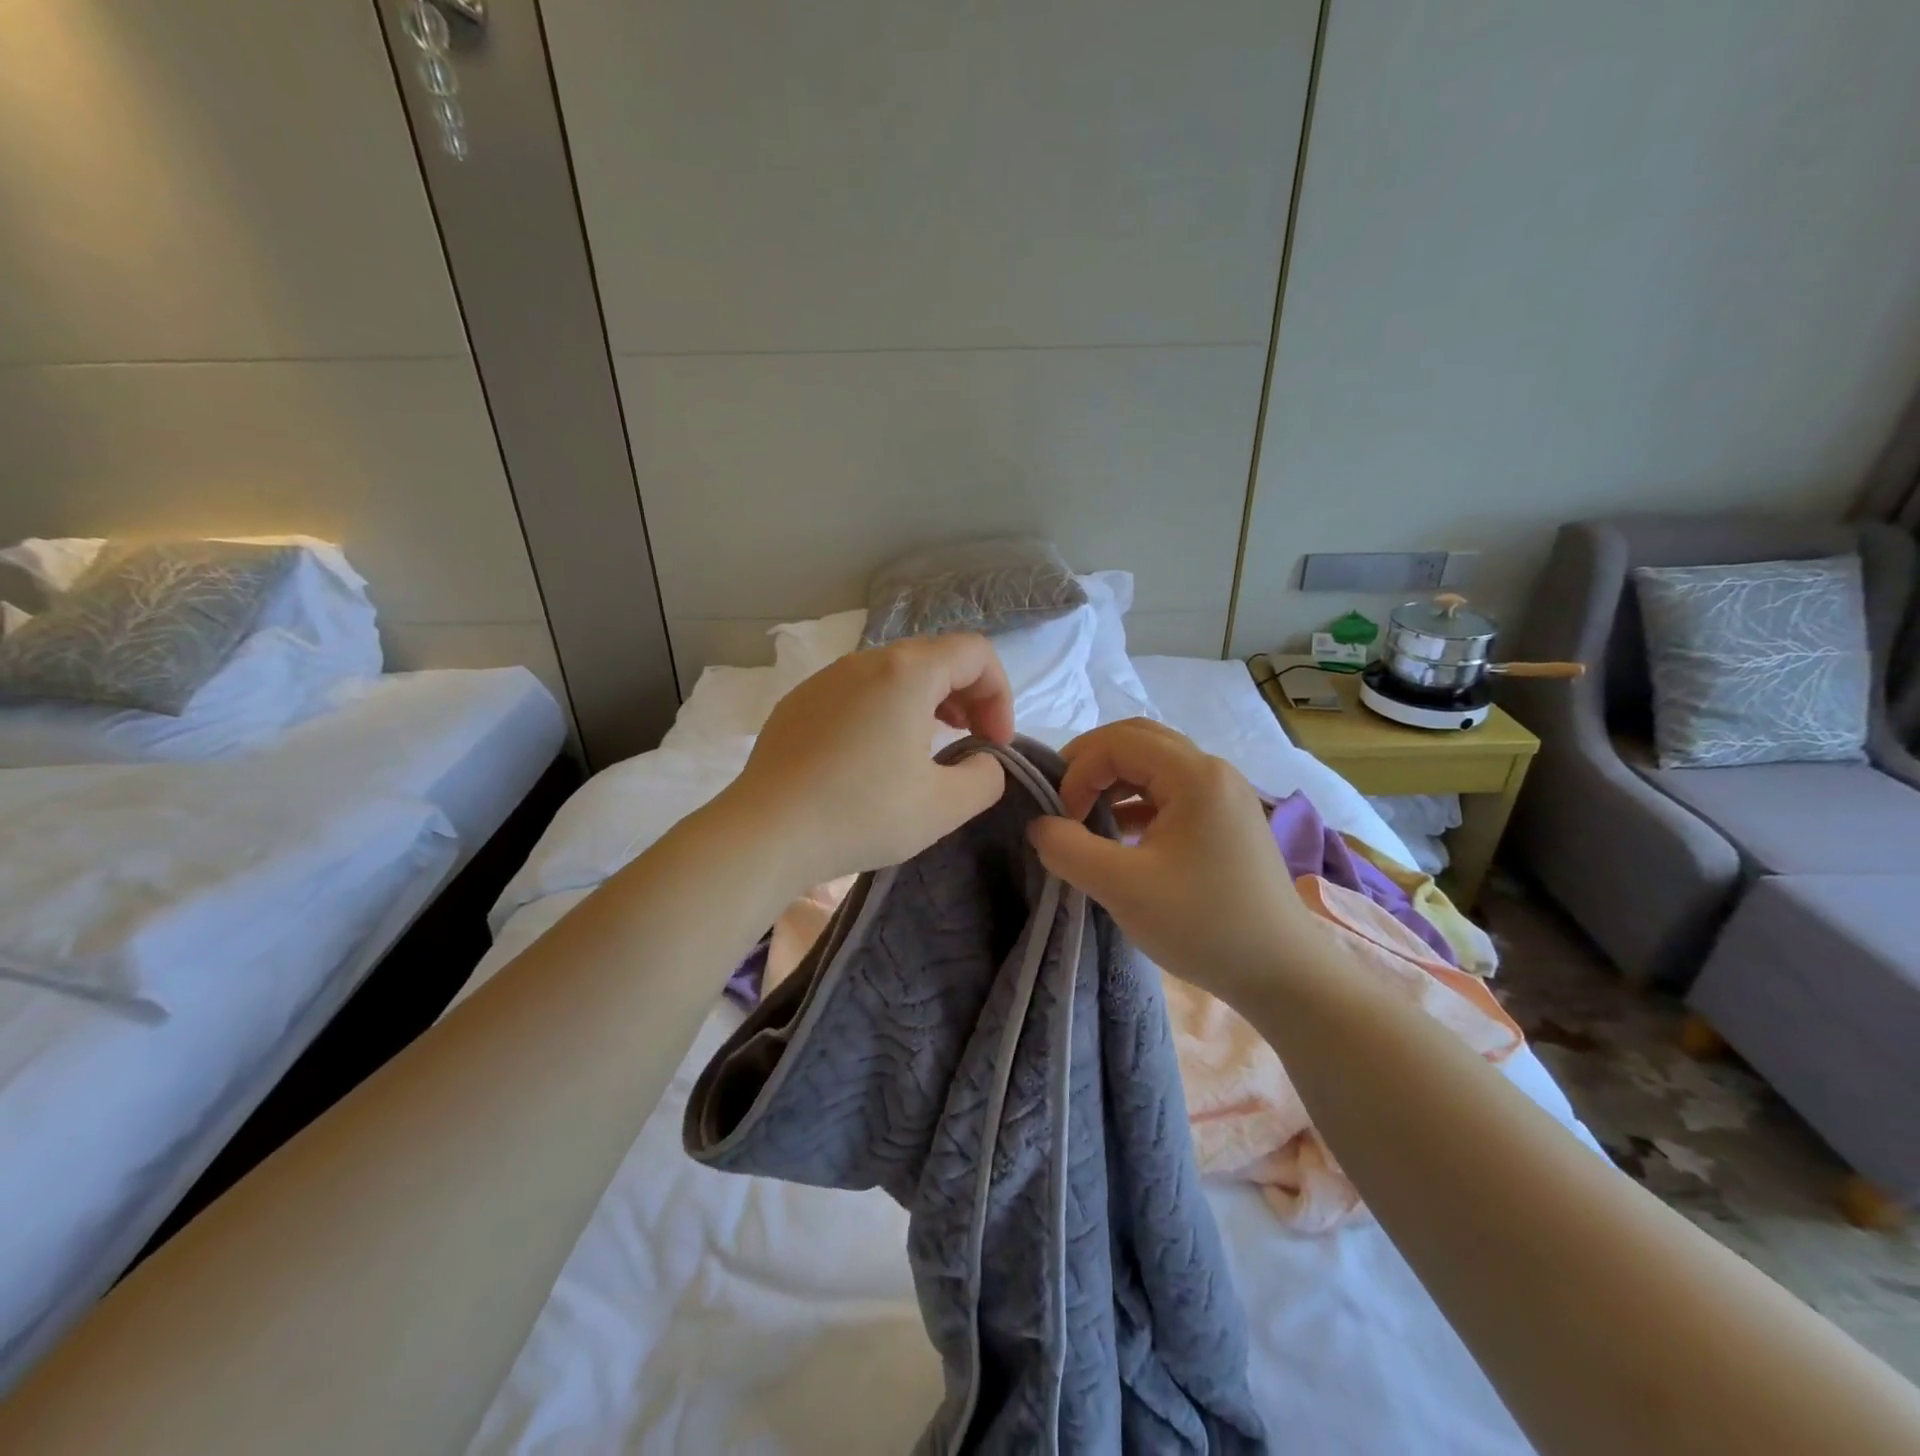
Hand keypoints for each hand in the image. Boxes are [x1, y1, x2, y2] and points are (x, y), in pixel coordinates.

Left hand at [724, 634, 1014, 887]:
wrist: (765, 832)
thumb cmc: (862, 813)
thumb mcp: (945, 806)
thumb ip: (986, 776)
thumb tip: (982, 761)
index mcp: (908, 672)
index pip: (976, 654)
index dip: (1000, 695)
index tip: (994, 744)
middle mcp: (865, 661)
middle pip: (934, 657)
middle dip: (967, 696)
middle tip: (971, 742)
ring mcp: (826, 679)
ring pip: (894, 673)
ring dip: (926, 701)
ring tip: (929, 745)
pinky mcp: (799, 703)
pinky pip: (857, 692)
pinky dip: (885, 711)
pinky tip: (875, 758)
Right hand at [1026, 719, 1322, 1006]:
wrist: (1283, 973)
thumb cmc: (1203, 925)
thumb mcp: (1122, 887)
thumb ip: (1068, 849)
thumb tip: (1040, 824)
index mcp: (1195, 774)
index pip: (1118, 741)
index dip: (1077, 770)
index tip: (1060, 817)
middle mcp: (1213, 771)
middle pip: (1138, 740)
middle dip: (1092, 764)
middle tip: (1063, 800)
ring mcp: (1225, 794)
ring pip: (1155, 765)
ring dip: (1114, 782)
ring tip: (1086, 818)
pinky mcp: (1226, 820)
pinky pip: (1171, 791)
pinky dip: (1137, 802)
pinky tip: (1119, 834)